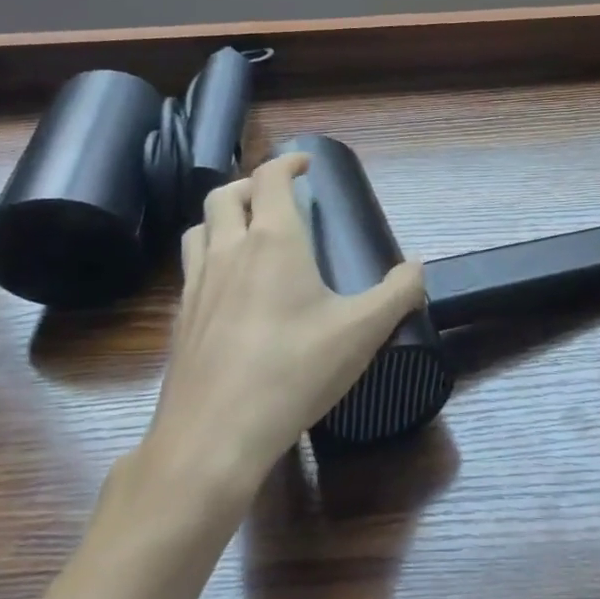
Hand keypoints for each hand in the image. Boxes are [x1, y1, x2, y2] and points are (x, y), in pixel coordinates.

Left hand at [127, 153, 424, 504]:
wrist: (214, 436)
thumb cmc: (293, 371)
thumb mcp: (362, 332)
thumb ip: (398, 293)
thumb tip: (418, 266)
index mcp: (272, 241)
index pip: (270, 178)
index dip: (288, 162)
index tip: (306, 164)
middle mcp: (228, 251)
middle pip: (224, 195)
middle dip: (251, 184)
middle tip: (277, 195)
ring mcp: (197, 286)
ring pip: (200, 228)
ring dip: (223, 217)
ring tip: (247, 232)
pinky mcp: (181, 320)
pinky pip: (190, 268)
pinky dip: (209, 257)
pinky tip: (229, 288)